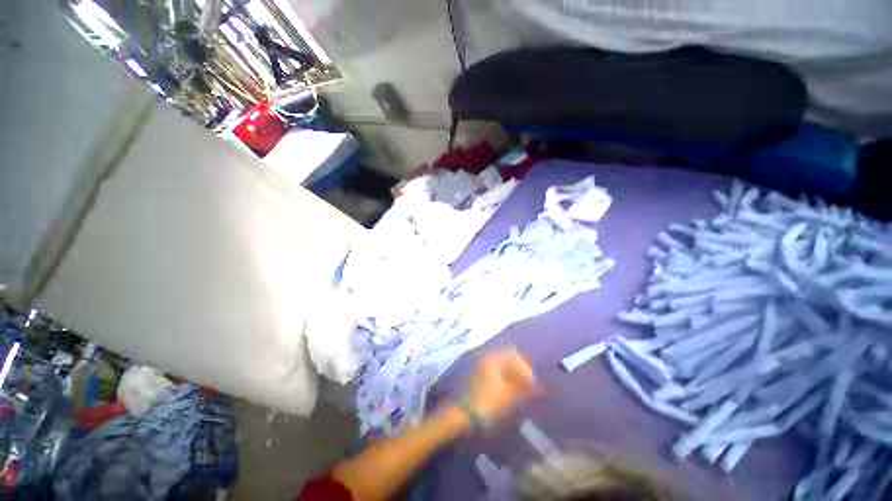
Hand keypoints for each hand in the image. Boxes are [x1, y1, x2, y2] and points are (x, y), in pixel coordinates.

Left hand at [469, 349, 540, 421]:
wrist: (465, 414)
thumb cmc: (488, 404)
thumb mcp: (508, 396)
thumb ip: (524, 388)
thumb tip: (537, 386)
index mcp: (493, 359)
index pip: (514, 355)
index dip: (525, 368)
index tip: (533, 384)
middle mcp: (487, 358)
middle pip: (508, 359)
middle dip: (520, 371)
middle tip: (529, 388)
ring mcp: (483, 366)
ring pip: (503, 366)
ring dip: (514, 375)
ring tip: (522, 392)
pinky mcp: (480, 375)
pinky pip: (497, 372)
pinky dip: (506, 379)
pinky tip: (511, 392)